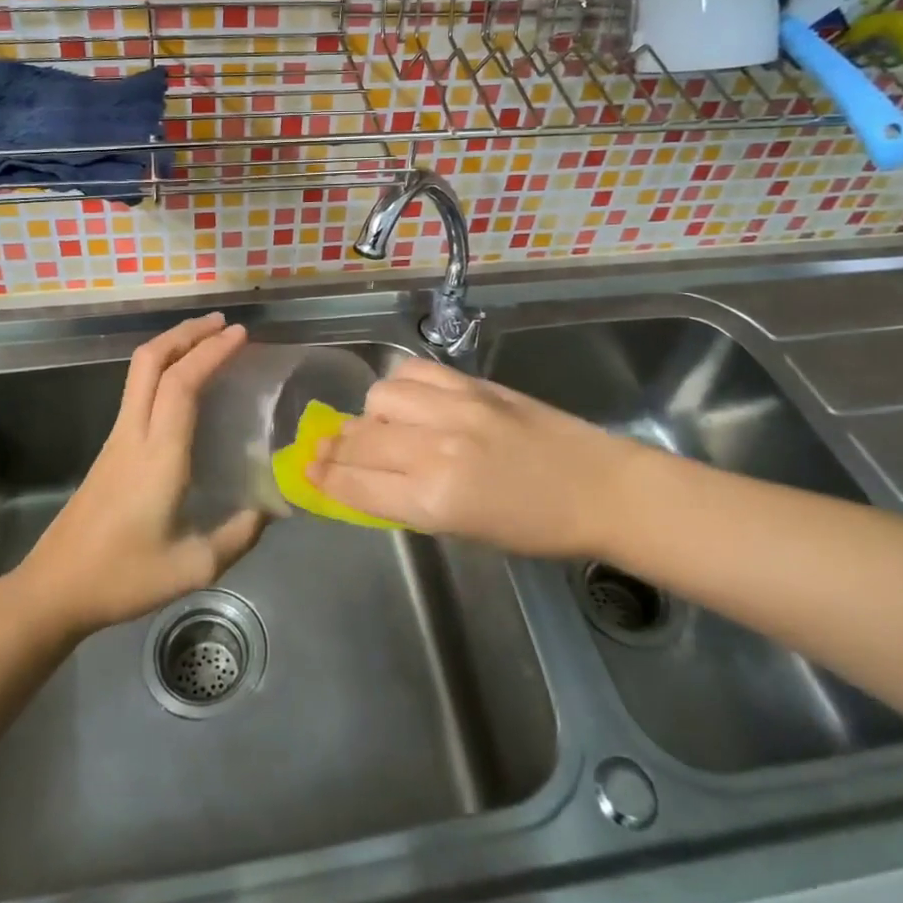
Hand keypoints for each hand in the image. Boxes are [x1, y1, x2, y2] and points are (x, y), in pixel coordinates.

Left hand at [15, 313, 265, 634]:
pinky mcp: (110, 448)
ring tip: (208, 340)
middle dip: (187, 332)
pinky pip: (138, 390)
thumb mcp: (192, 568)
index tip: (240, 333)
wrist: (54, 588)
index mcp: (158, 455)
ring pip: (140, 371)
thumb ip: (238, 536)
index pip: (182, 383)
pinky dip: (163, 368)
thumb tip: (272, 509)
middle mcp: (134, 433)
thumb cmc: (122, 577)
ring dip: (173, 345)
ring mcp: (117, 437)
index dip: (210, 351)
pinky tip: (184, 383)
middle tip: (224, 324)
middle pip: (151, 361)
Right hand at [308, 357, 635, 558]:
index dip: (324, 478)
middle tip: (324, 449)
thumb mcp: (464, 531)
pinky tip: (406, 398)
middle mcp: (436, 450)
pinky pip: (413, 372)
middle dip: (334, 447)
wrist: (598, 487)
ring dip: (370, 415)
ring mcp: (454, 409)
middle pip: (361, 440)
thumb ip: (410, 501)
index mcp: (435, 501)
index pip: (357, 484)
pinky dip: (399, 385)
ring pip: (380, 399)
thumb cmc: (534, 527)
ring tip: (380, 426)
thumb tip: (366, 479)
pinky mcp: (472, 384)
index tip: (304, 471)